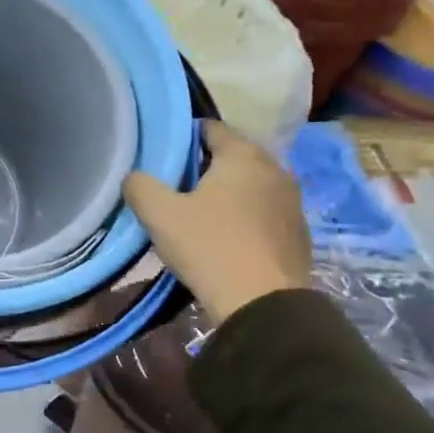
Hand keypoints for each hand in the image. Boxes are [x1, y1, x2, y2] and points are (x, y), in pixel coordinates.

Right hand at [122, 121, 310, 325]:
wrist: (264, 304)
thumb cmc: (210, 247)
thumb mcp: (159, 214)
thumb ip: (139, 185)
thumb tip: (134, 176)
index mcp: (243, 155)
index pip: (210, 128)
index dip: (182, 138)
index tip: (162, 158)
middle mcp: (275, 168)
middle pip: (232, 156)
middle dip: (204, 168)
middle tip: (174, 189)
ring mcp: (292, 201)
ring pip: (249, 186)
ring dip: (226, 194)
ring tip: (198, 215)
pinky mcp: (299, 232)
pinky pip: (263, 212)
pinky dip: (244, 217)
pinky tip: (225, 239)